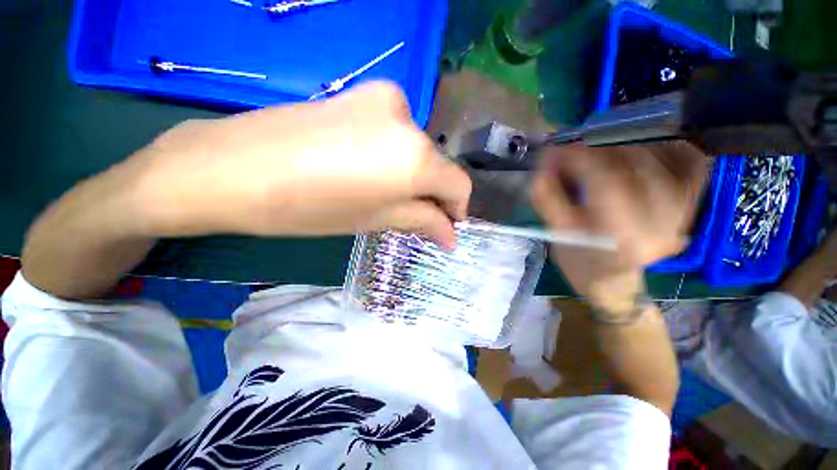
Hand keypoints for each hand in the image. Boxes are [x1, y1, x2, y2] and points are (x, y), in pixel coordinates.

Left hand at [118, 81, 470, 247]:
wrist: (231, 166)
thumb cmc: (309, 207)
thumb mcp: (375, 219)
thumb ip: (422, 221)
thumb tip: (451, 235)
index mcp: (415, 157)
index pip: (459, 184)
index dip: (457, 209)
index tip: (447, 227)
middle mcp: (409, 121)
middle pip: (438, 165)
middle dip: (432, 193)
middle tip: (415, 217)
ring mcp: (385, 100)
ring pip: (416, 149)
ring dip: (413, 175)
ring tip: (386, 194)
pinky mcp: (363, 93)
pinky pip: (395, 132)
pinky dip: (395, 155)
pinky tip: (369, 169)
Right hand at [531, 142, 708, 313]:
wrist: (612, 280)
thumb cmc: (579, 259)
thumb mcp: (556, 232)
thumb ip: (547, 195)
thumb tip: (547, 160)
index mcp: (619, 235)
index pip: (606, 180)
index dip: (579, 158)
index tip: (557, 150)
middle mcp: (660, 222)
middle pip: (635, 164)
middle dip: (598, 150)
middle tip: (574, 152)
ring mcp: (682, 214)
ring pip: (663, 158)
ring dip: (626, 148)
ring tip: (601, 154)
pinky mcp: (691, 207)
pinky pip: (691, 164)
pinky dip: (667, 148)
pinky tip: (642, 150)